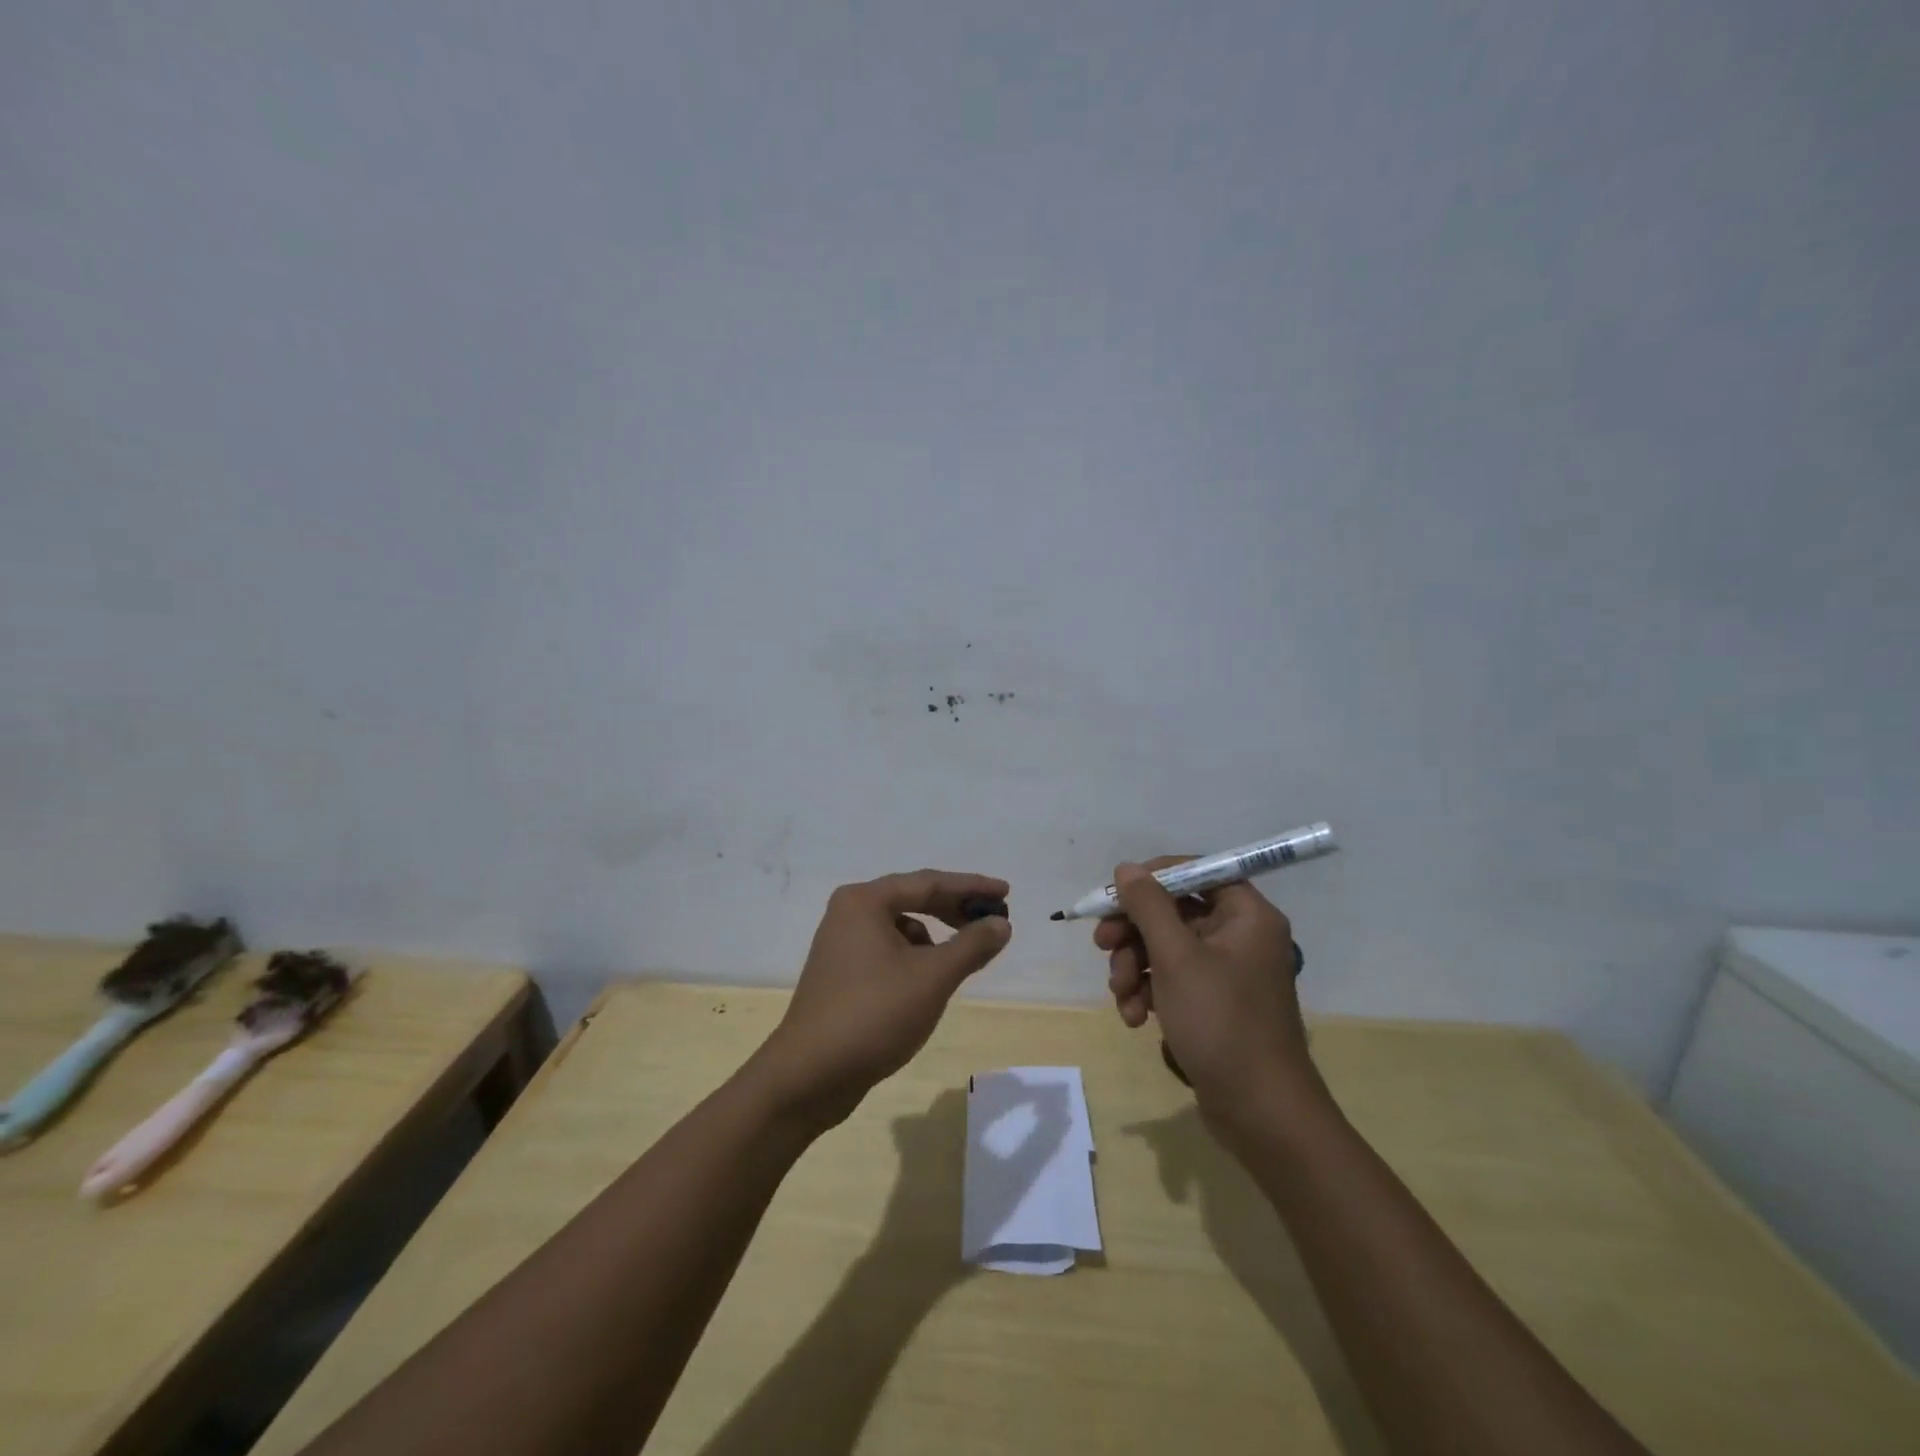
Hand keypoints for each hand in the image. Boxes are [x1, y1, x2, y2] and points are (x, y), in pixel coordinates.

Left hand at [754, 870, 1010, 1127]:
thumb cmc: (873, 1015)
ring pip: (901, 928)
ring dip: (935, 939)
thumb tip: (1001, 923)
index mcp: (865, 901)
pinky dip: (914, 959)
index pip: (929, 882)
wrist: (808, 1076)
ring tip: (959, 963)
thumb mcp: (932, 977)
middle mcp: (849, 912)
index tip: (1006, 892)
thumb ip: (971, 945)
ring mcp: (841, 943)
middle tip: (992, 922)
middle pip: (913, 899)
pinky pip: (888, 951)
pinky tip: (926, 986)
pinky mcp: (841, 973)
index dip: (971, 886)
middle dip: (954, 910)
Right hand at [1095, 858, 1320, 1126]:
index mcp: (1246, 915)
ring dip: (1134, 966)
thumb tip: (1127, 868)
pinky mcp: (1214, 1004)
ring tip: (1121, 994)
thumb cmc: (1221, 1022)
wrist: (1260, 1112)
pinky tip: (1134, 1018)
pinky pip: (1173, 980)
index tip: (1116, 895)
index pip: (1196, 872)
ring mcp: (1227, 972)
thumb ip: (1148, 906)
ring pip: (1166, 948)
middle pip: (1174, 912)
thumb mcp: (1176, 957)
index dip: (1152, 879)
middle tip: (1102, 945)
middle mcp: (1240, 936)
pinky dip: (1149, 992)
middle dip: (1133, 932)